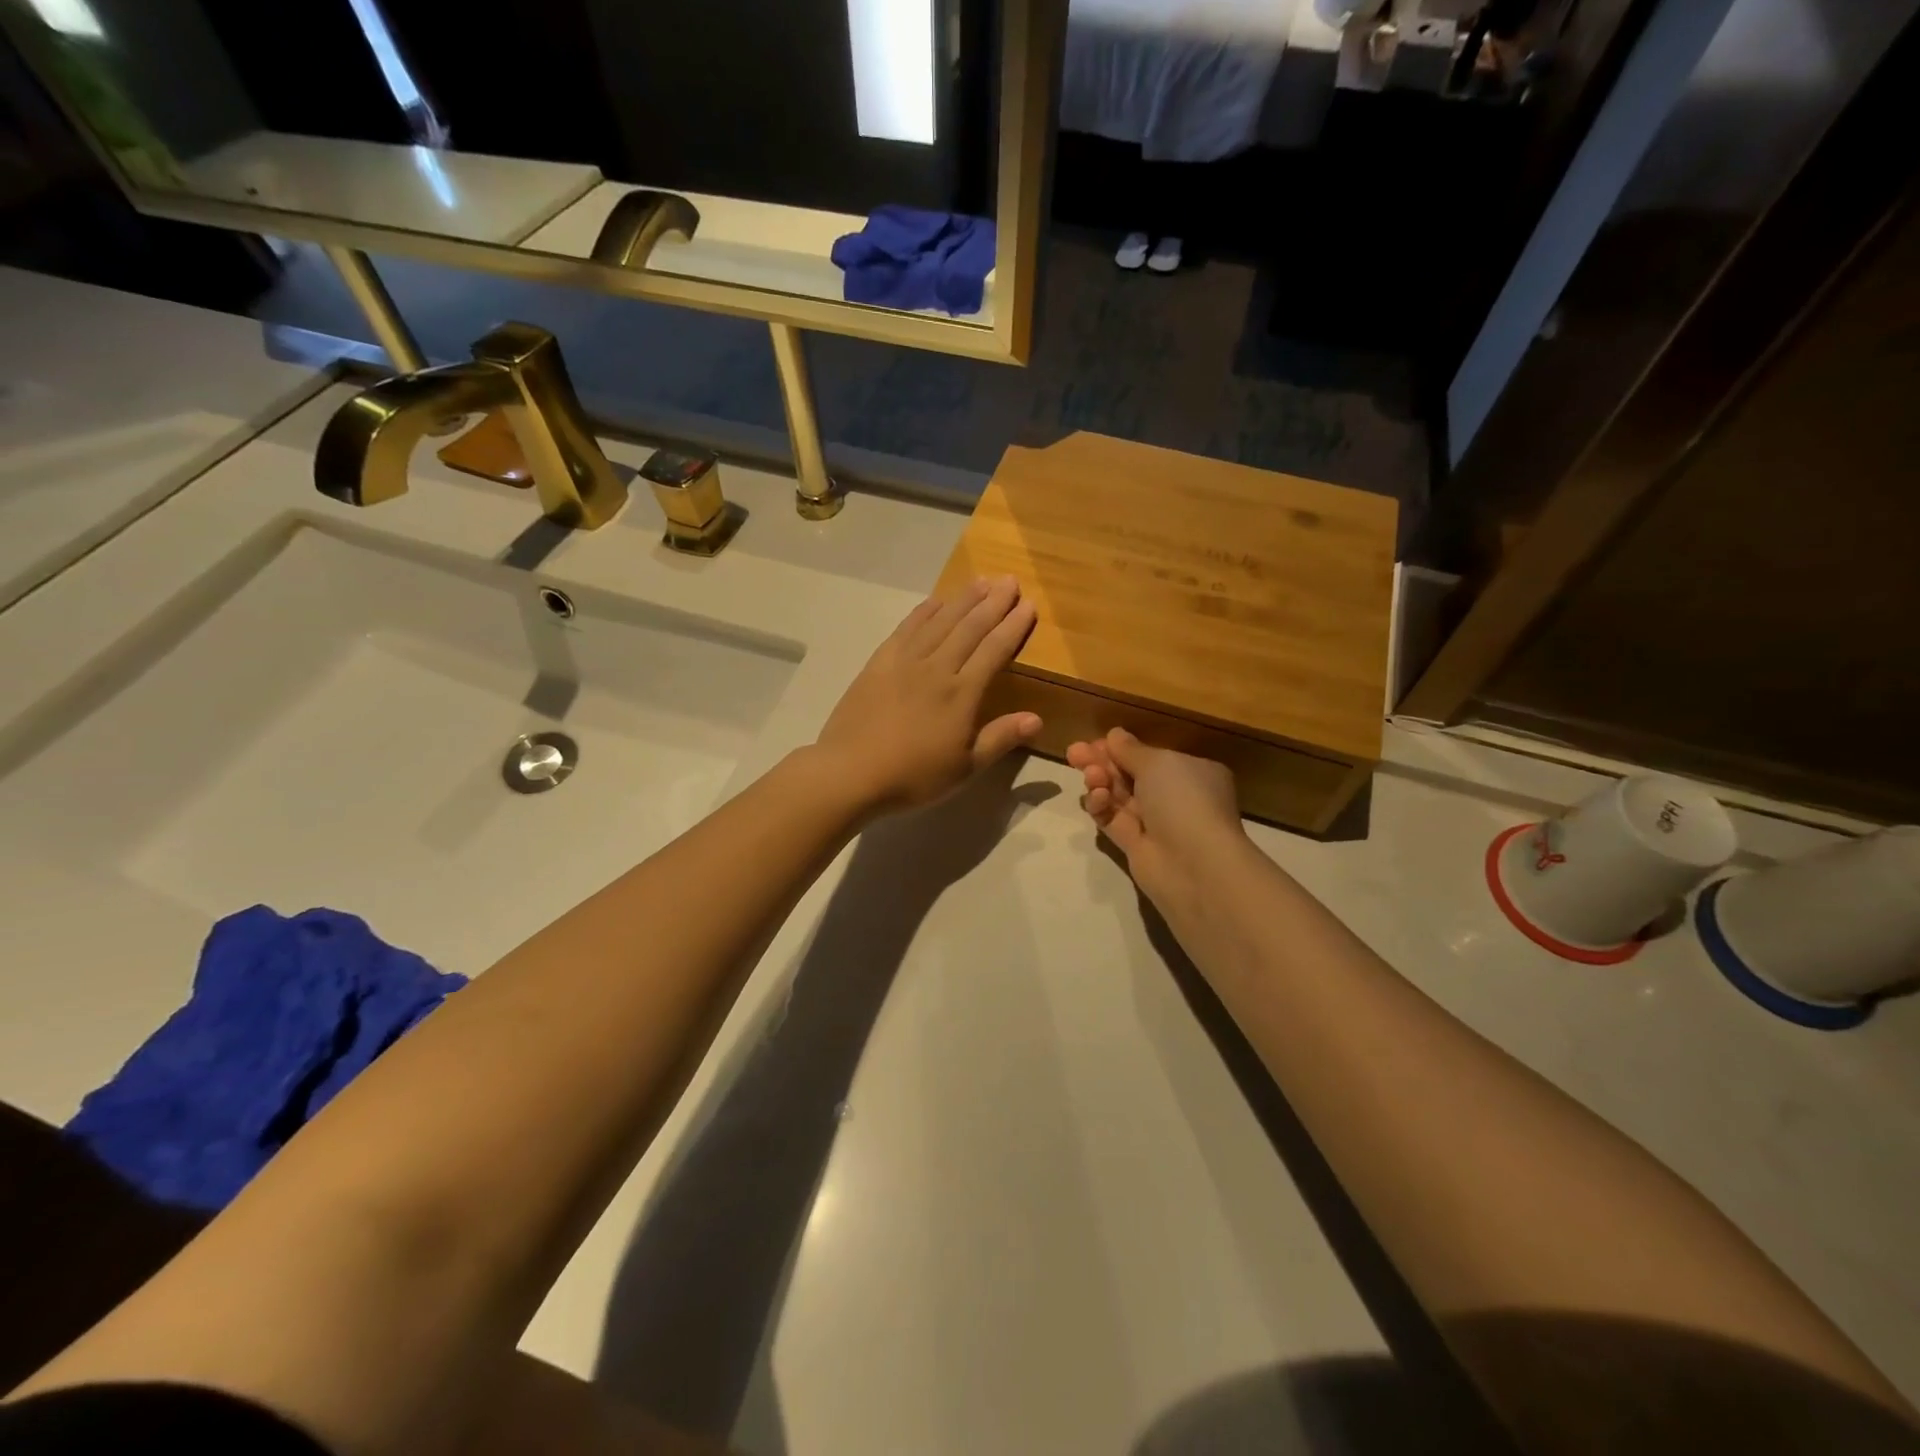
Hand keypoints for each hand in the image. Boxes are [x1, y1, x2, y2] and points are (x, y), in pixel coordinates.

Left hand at [816, 576, 1041, 812]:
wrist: (850, 772)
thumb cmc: (913, 776)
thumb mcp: (964, 768)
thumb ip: (1000, 739)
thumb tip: (1037, 719)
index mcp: (961, 694)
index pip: (994, 651)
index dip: (1013, 627)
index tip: (1028, 605)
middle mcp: (936, 668)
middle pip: (969, 627)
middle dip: (993, 603)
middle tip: (1011, 580)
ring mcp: (904, 661)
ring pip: (939, 621)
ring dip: (962, 599)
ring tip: (981, 581)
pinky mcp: (878, 663)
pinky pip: (906, 628)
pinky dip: (923, 612)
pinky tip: (934, 602)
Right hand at [1067, 728, 1247, 924]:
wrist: (1194, 864)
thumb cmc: (1183, 799)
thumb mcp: (1158, 762)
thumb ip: (1130, 749)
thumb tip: (1114, 735)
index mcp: (1191, 771)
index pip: (1151, 756)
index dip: (1122, 748)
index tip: (1095, 742)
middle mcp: (1174, 796)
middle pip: (1129, 774)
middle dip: (1102, 762)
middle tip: (1074, 753)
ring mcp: (1154, 822)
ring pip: (1117, 796)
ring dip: (1100, 782)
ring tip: (1090, 776)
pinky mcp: (1135, 844)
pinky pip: (1111, 819)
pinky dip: (1101, 806)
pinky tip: (1096, 797)